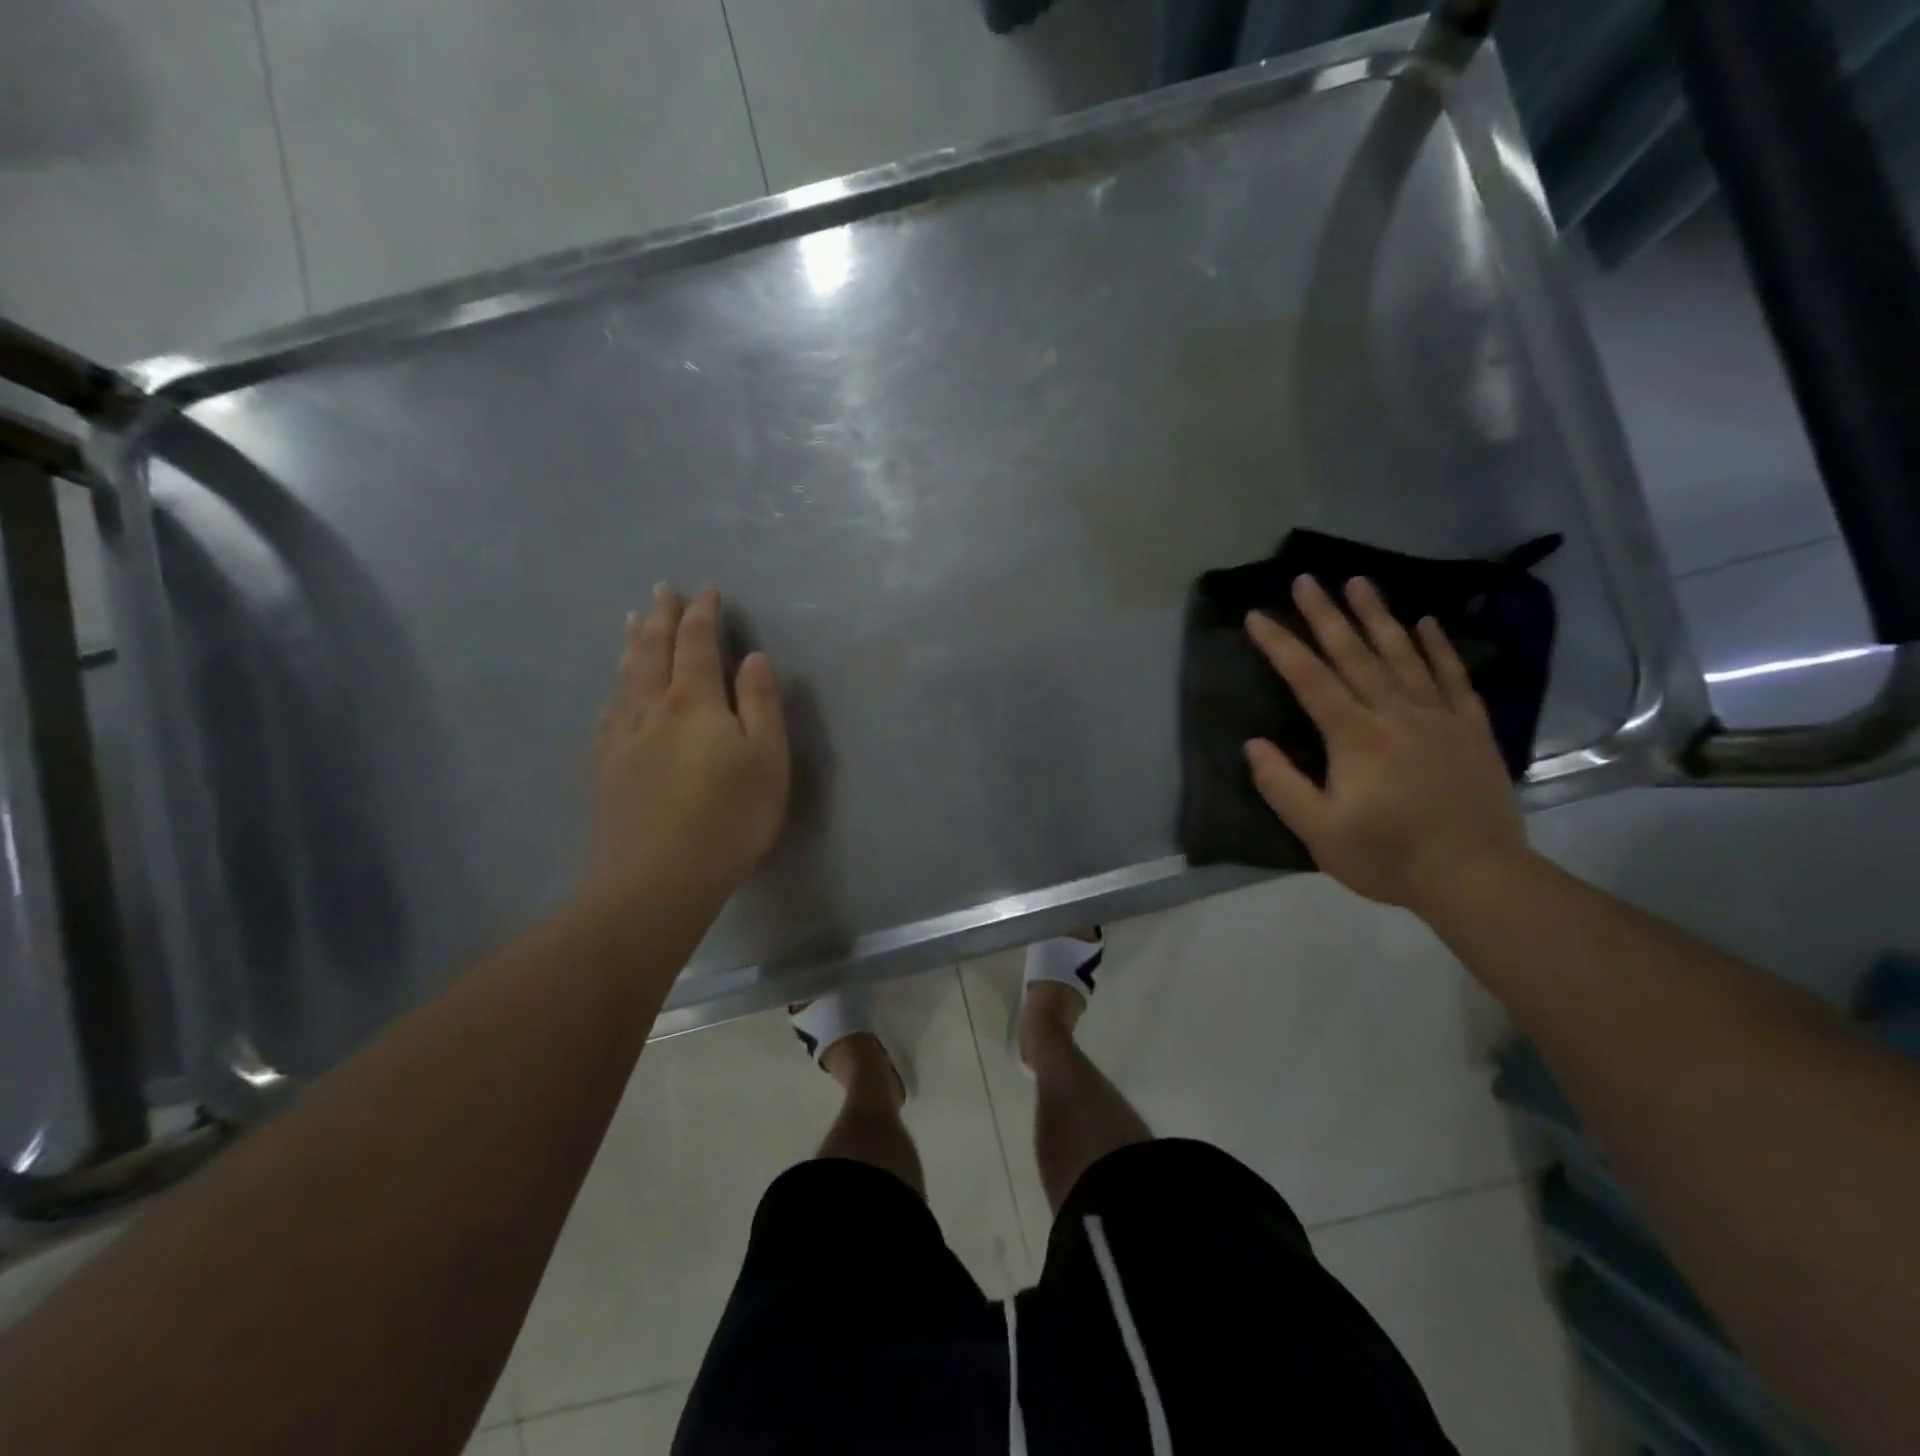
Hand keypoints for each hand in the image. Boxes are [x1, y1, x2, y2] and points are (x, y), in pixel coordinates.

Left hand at [587, 585, 788, 908]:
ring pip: (626, 678)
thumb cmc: (729, 817)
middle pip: (652, 651)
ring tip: (632, 621)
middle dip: (660, 618)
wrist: (658, 878)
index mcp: (694, 702)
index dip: (701, 615)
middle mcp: (651, 709)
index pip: (696, 644)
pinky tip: (614, 690)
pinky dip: (614, 688)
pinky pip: (608, 712)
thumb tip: (752, 658)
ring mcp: (623, 738)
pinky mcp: (607, 768)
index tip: (706, 592)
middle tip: (662, 590)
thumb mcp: (767, 758)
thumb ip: (760, 703)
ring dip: (632, 644)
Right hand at [1243, 576, 1532, 913]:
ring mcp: (1438, 717)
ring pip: (1403, 654)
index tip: (1257, 617)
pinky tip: (1427, 621)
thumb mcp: (1319, 832)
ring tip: (1359, 582)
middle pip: (1355, 654)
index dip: (1280, 646)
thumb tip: (1253, 744)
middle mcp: (1395, 714)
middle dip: (1326, 614)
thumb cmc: (1388, 856)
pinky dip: (1439, 646)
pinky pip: (1452, 676)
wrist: (1476, 877)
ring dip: (1378, 615)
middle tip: (1306, 578)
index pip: (1309, 680)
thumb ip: (1282, 786)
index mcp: (1354, 738)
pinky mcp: (1471, 728)